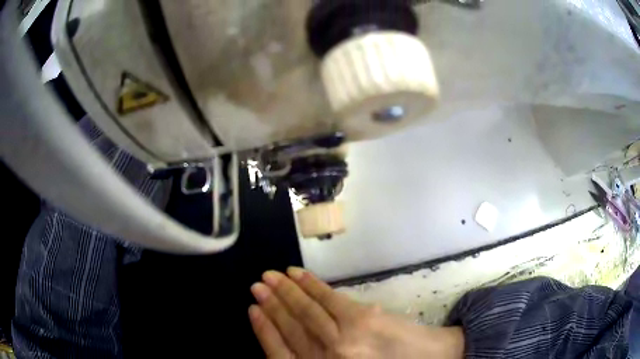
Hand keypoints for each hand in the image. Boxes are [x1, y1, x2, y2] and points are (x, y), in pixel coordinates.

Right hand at [249, 267, 463, 357]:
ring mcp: (344, 338)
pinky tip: (296, 275)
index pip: (280, 353)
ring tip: (269, 277)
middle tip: (256, 286)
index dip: (263, 330)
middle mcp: (327, 358)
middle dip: (270, 305)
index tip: (251, 310)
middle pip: (291, 328)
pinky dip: (310, 285)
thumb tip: (291, 337)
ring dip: (285, 292)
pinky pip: (328, 299)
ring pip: (305, 312)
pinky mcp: (361, 318)